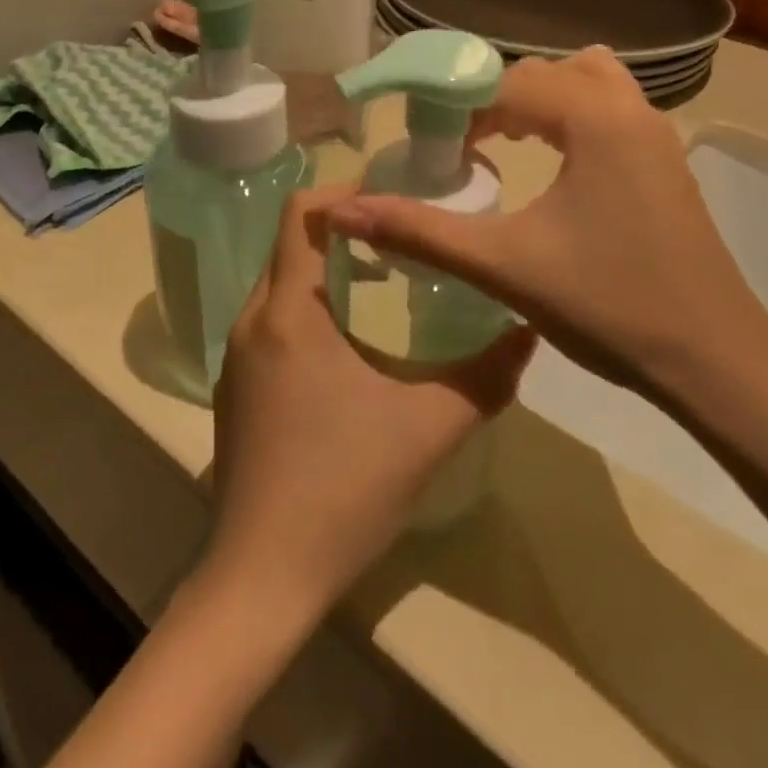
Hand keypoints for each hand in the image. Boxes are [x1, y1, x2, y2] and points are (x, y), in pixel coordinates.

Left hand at [207, 187, 535, 625]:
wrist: (261, 578)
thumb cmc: (342, 490)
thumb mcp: (428, 429)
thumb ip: (485, 376)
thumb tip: (529, 329)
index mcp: (289, 311)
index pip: (300, 212)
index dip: (344, 190)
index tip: (394, 195)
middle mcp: (253, 319)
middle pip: (291, 241)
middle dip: (344, 227)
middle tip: (403, 232)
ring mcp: (238, 354)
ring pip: (282, 280)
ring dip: (328, 267)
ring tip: (386, 276)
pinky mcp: (238, 384)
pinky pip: (274, 317)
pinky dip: (311, 303)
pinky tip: (352, 339)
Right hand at [324, 48, 767, 399]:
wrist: (715, 361)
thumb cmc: (609, 305)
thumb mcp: (504, 266)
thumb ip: (421, 233)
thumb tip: (345, 211)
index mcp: (594, 119)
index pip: (508, 83)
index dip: (460, 108)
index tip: (431, 148)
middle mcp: (631, 109)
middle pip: (547, 72)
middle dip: (497, 99)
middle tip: (463, 146)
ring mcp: (658, 133)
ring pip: (588, 81)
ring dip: (541, 101)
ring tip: (507, 142)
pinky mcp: (667, 161)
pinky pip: (611, 109)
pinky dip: (574, 117)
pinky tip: (555, 165)